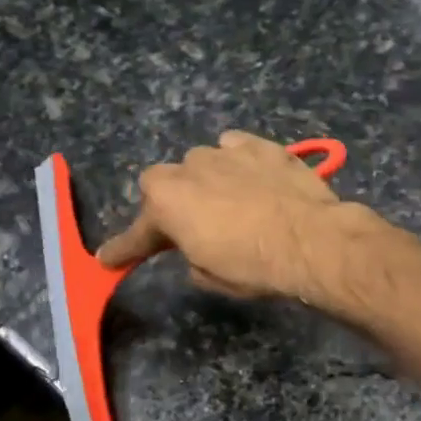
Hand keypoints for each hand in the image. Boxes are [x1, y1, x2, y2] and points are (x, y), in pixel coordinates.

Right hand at [97, 131, 364, 299]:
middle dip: (174, 203)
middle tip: (193, 226)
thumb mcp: (212, 276)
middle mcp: (187, 169)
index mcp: (166, 203)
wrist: (311, 240)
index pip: (138, 232)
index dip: (124, 248)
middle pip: (165, 183)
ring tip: (231, 202)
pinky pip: (236, 148)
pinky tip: (252, 177)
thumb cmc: (254, 266)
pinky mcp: (259, 144)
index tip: (109, 259)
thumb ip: (191, 257)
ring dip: (208, 181)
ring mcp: (224, 151)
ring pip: (202, 163)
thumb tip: (197, 251)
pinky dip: (238, 162)